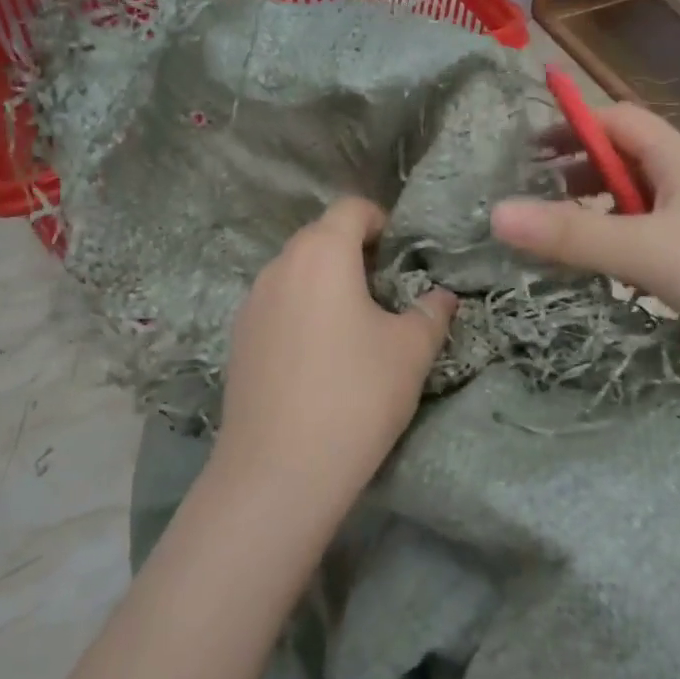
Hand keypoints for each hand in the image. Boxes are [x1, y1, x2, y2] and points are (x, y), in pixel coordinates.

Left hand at [211, 197, 456, 503]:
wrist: (279, 469)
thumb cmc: (356, 396)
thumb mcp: (410, 351)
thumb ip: (431, 312)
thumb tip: (442, 296)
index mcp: (321, 254)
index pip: (351, 209)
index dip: (381, 221)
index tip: (402, 255)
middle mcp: (279, 266)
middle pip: (320, 238)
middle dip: (354, 253)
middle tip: (386, 293)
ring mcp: (251, 303)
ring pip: (295, 273)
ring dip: (326, 284)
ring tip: (354, 327)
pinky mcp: (238, 339)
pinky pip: (277, 306)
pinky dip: (301, 312)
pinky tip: (318, 358)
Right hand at [492, 104, 679, 377]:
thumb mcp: (645, 251)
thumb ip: (571, 234)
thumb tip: (495, 213)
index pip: (618, 120)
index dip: (571, 125)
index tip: (525, 151)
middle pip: (625, 158)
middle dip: (576, 169)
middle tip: (533, 197)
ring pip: (637, 201)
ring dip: (595, 209)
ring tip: (557, 235)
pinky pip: (650, 236)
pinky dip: (617, 242)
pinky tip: (603, 268)